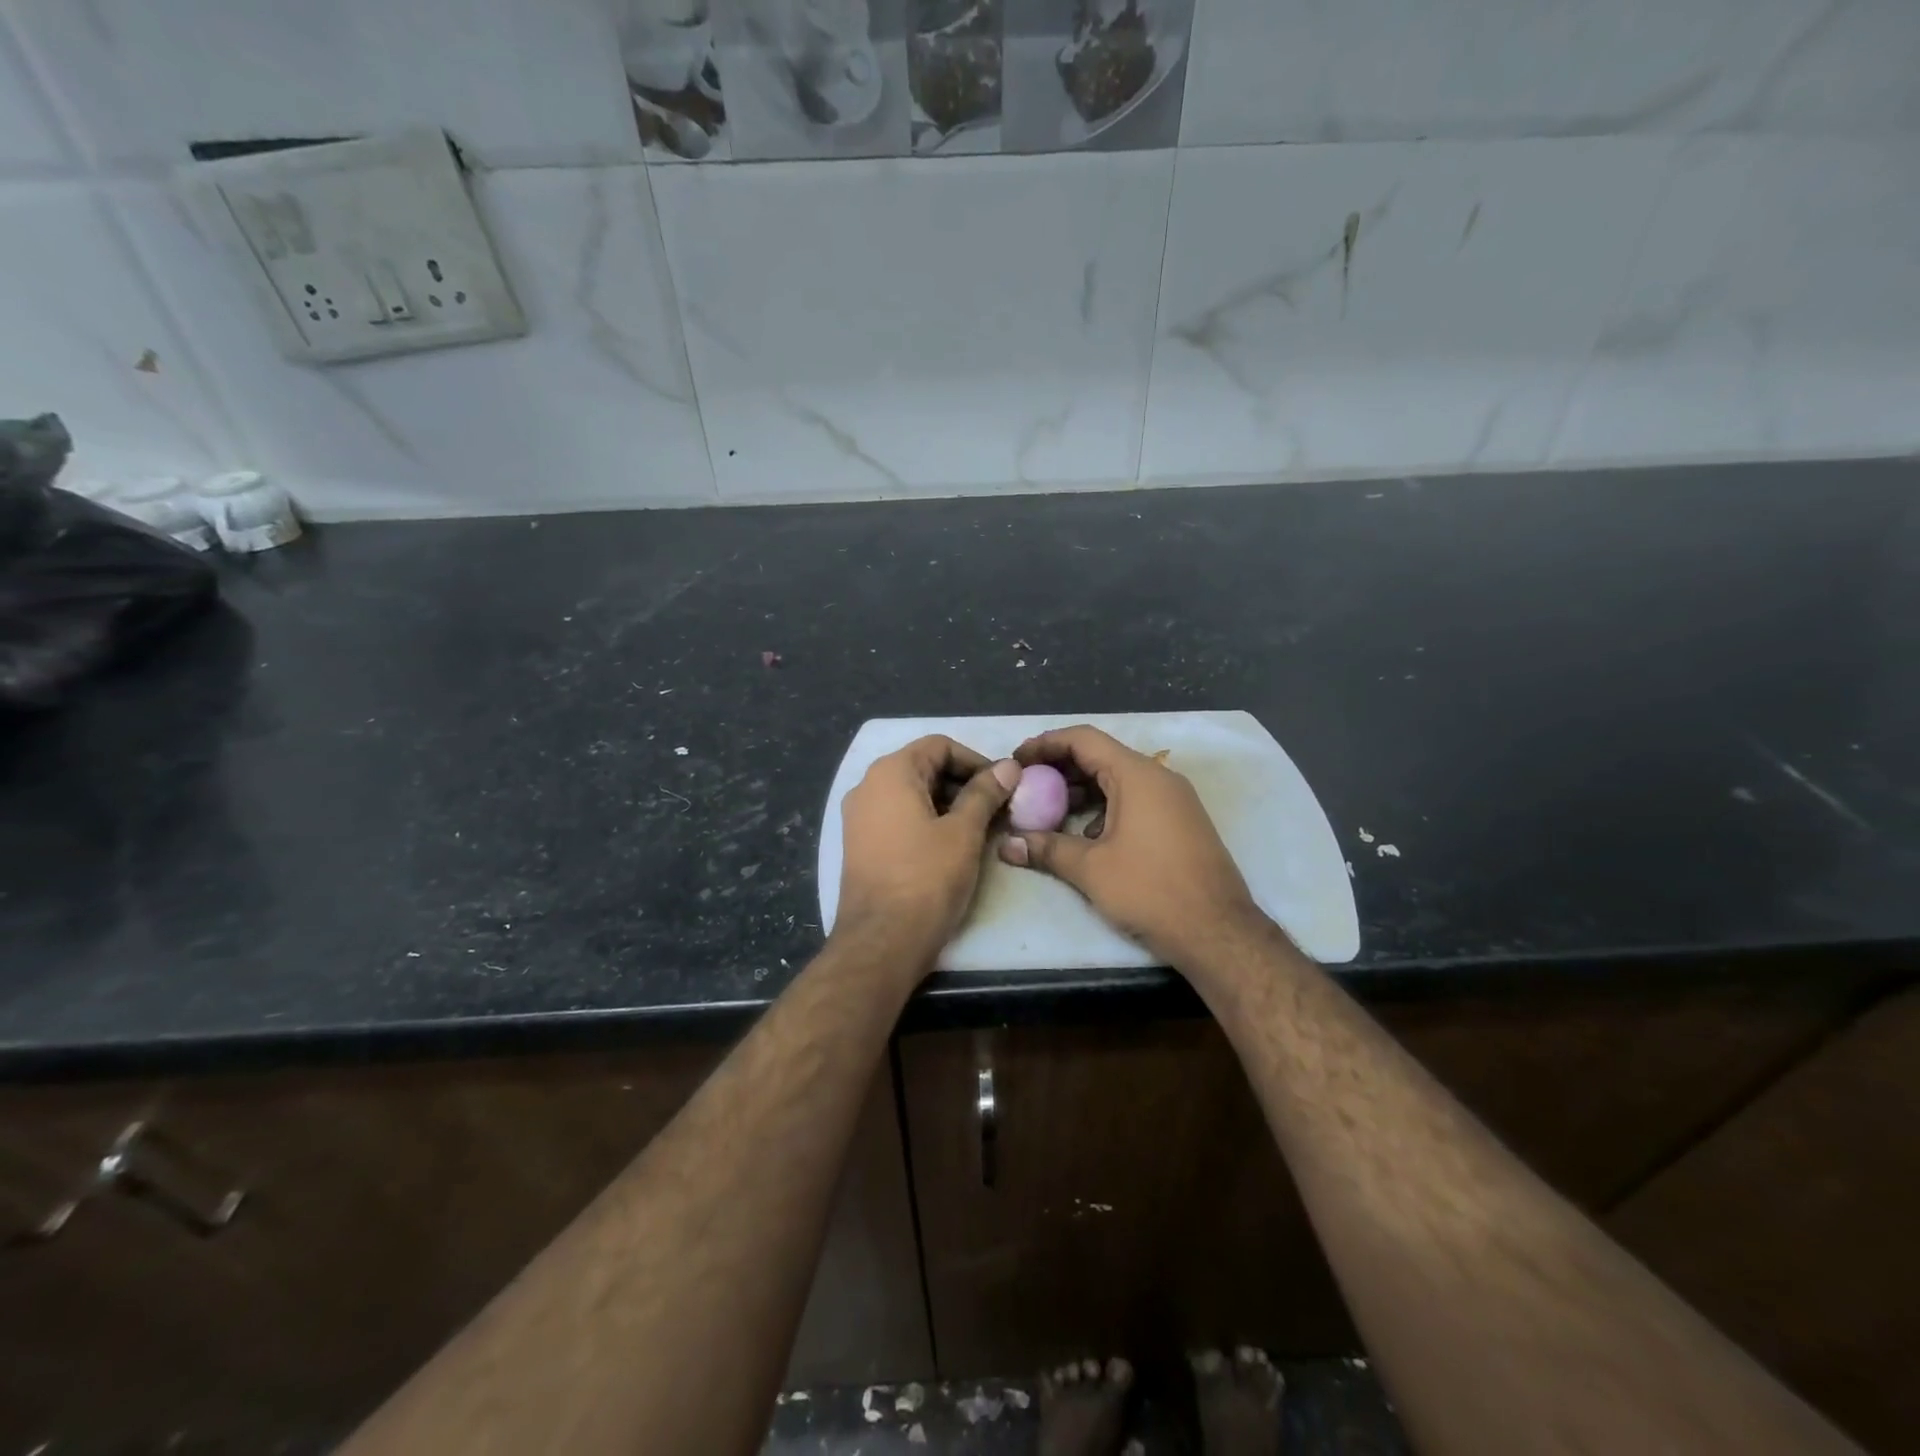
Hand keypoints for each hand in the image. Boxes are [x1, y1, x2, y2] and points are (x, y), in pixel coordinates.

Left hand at [836, 735, 1019, 961]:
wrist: (882, 942)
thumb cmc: (926, 879)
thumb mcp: (963, 832)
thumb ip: (985, 793)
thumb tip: (1008, 766)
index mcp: (890, 773)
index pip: (939, 745)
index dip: (976, 760)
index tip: (1003, 786)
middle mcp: (868, 786)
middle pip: (924, 767)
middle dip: (963, 783)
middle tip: (997, 809)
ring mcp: (859, 817)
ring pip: (912, 795)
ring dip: (948, 804)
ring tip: (980, 829)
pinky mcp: (860, 844)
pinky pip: (898, 818)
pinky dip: (927, 821)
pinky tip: (952, 846)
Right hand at [999, 724, 1262, 965]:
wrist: (1219, 932)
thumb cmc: (1151, 891)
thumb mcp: (1091, 869)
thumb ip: (1046, 849)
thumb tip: (1005, 845)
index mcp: (1137, 775)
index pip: (1084, 739)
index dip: (1046, 744)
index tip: (1017, 760)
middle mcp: (1158, 778)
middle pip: (1100, 756)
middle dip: (1060, 768)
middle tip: (1026, 785)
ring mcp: (1174, 800)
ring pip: (1118, 780)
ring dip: (1081, 790)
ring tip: (1048, 810)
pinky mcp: (1180, 822)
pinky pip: (1135, 800)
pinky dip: (1105, 807)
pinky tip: (1085, 835)